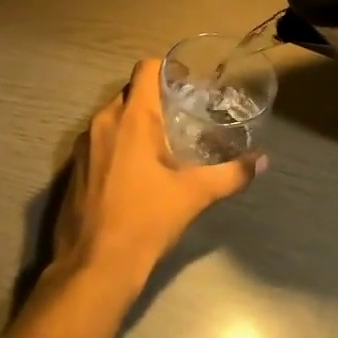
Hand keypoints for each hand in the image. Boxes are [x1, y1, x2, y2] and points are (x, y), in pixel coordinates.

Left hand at [51, 59, 263, 294]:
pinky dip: (119, 144)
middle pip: (131, 92)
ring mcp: (83, 145)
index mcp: (131, 118)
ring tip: (164, 143)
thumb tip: (263, 161)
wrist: (93, 268)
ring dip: (136, 123)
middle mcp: (102, 122)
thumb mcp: (193, 196)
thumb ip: (231, 174)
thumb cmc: (145, 221)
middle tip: (183, 115)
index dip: (167, 69)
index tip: (188, 84)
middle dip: (156, 99)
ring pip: (114, 117)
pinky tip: (138, 170)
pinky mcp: (74, 168)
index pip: (146, 68)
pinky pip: (100, 140)